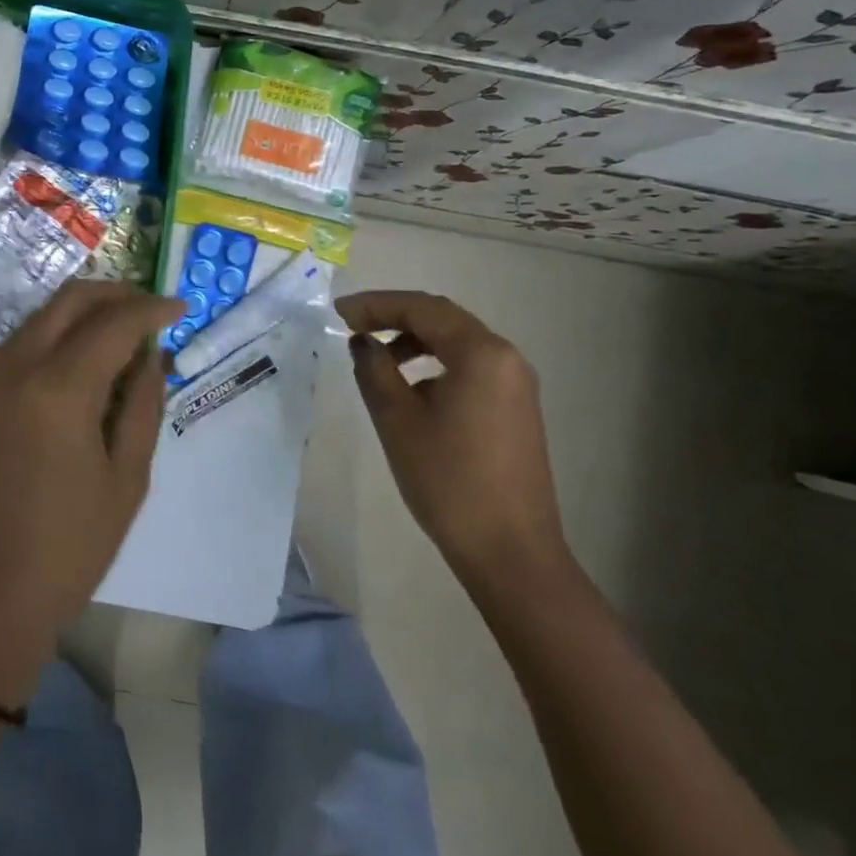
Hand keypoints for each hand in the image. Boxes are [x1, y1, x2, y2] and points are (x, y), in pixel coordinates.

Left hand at [0, 281, 183, 705]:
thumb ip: (142, 406)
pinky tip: (75, 364)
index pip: (114, 322)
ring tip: (118, 333)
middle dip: (114, 293)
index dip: (152, 308)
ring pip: (38, 318)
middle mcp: (15, 369)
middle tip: (149, 309)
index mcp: (60, 387)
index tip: (180, 307)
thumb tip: (149, 357)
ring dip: (80, 312)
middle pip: (68, 300)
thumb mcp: (126, 482)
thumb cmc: (65, 551)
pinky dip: (51, 337)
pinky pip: (16, 348)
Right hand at [336, 291, 567, 590]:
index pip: (423, 309)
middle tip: (352, 325)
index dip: (376, 304)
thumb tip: (363, 342)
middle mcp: (506, 358)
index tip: (338, 312)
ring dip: (415, 342)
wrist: (510, 551)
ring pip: (458, 344)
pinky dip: (436, 365)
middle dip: (395, 317)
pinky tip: (411, 390)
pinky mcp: (516, 409)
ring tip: (376, 359)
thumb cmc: (449, 481)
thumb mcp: (398, 421)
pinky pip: (471, 369)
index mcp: (482, 353)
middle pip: (444, 320)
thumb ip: (375, 370)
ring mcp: (516, 385)